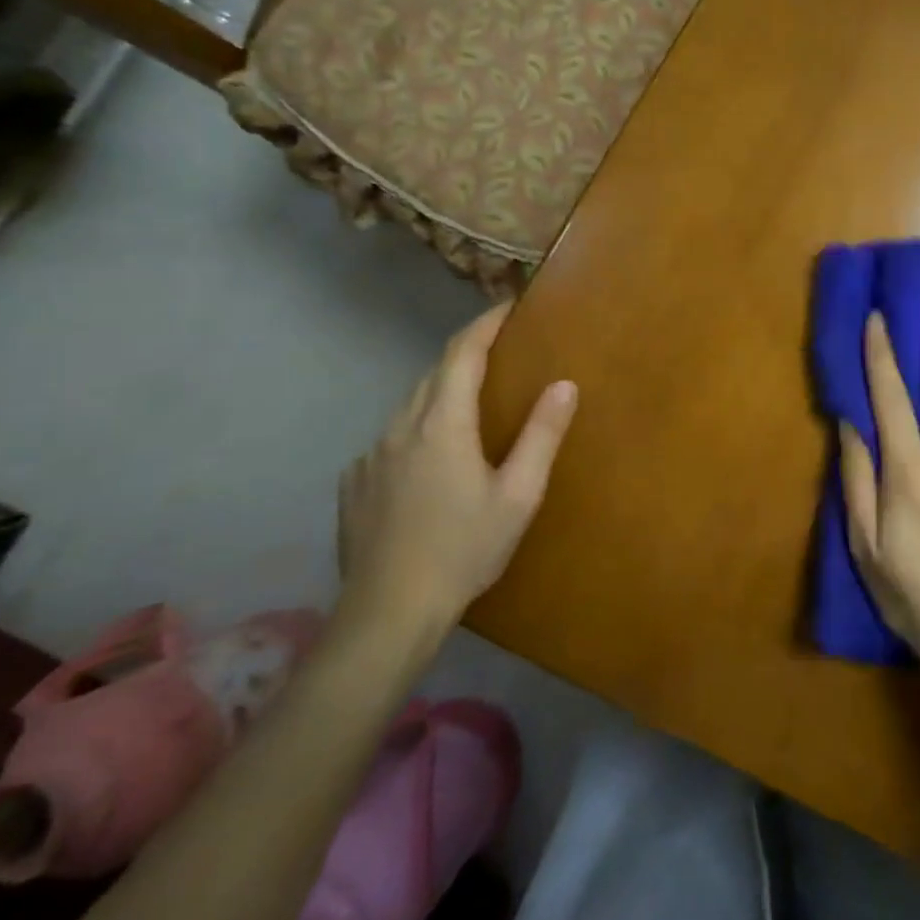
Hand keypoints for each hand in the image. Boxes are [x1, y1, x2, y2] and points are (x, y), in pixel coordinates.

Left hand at [337, 304, 576, 635]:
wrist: (388, 613)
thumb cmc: (465, 549)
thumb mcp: (519, 494)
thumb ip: (542, 435)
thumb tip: (565, 383)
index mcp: (442, 425)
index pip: (462, 354)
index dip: (485, 324)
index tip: (508, 306)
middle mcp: (400, 428)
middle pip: (434, 374)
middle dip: (467, 354)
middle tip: (500, 351)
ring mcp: (370, 456)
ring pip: (410, 406)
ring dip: (442, 392)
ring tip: (471, 403)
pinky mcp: (354, 484)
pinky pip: (391, 439)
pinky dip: (418, 429)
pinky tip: (432, 458)